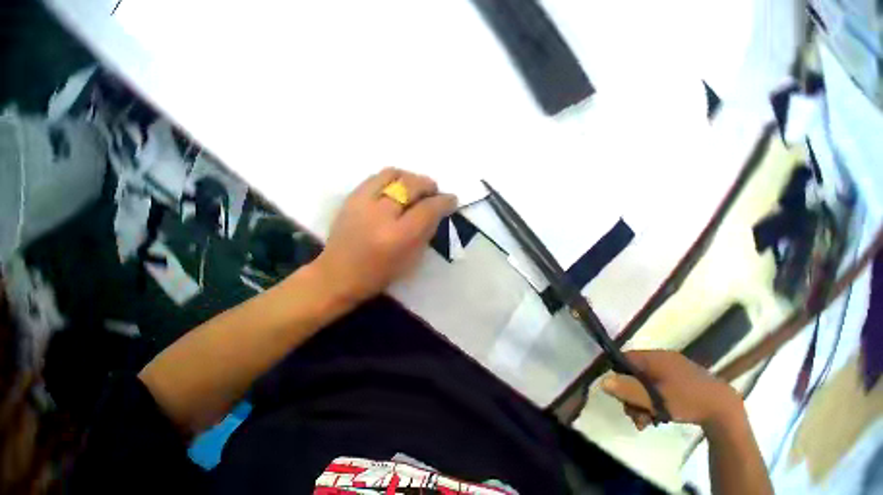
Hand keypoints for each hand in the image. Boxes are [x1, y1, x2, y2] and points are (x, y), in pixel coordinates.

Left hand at [313, 168, 456, 304]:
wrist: (336, 275)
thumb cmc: (376, 275)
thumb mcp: (409, 261)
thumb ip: (425, 232)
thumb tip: (437, 210)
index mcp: (398, 236)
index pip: (428, 208)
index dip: (444, 201)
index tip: (451, 200)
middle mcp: (381, 214)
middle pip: (412, 185)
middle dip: (428, 185)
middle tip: (433, 192)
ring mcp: (363, 202)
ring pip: (393, 174)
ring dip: (409, 177)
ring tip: (413, 187)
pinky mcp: (351, 197)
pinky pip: (376, 177)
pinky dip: (390, 179)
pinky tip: (394, 189)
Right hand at [601, 350, 743, 430]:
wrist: (717, 405)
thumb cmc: (686, 400)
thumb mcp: (655, 399)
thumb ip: (629, 391)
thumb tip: (603, 380)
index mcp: (658, 359)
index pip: (627, 358)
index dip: (617, 375)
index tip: (617, 398)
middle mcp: (663, 361)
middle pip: (634, 376)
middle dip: (631, 399)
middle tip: (636, 419)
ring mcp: (672, 371)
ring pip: (645, 387)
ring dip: (641, 406)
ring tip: (647, 423)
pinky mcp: (678, 382)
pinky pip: (656, 391)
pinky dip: (652, 405)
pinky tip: (656, 419)